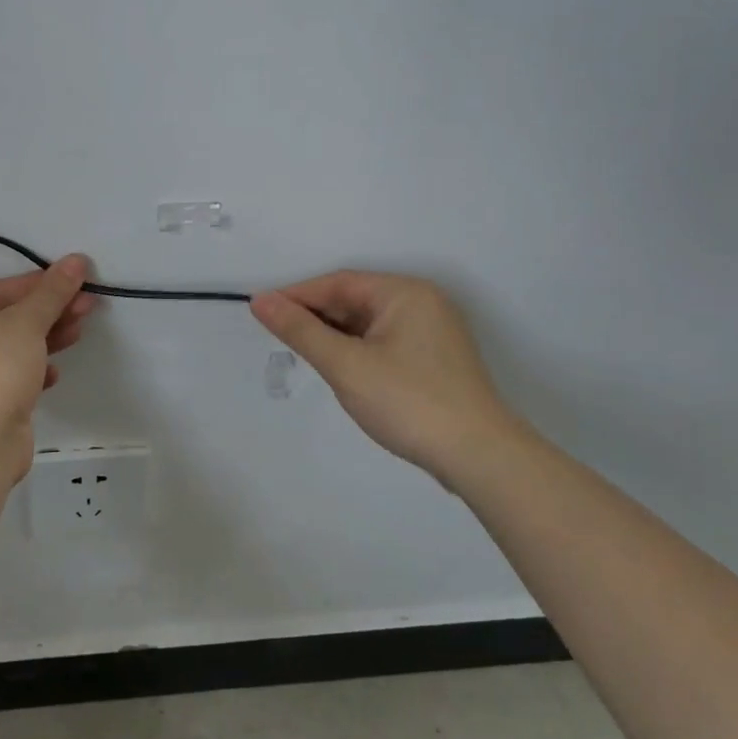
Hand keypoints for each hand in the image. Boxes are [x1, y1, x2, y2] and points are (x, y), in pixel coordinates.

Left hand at [0, 256, 97, 472]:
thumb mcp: (26, 321)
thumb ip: (52, 291)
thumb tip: (77, 260)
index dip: (38, 284)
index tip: (74, 279)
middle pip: (4, 318)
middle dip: (47, 312)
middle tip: (86, 305)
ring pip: (9, 348)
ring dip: (45, 339)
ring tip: (79, 331)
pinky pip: (8, 377)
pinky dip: (32, 371)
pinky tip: (52, 373)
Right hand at [251, 271, 522, 485]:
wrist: (477, 456)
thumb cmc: (408, 402)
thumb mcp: (346, 365)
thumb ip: (301, 331)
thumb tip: (261, 301)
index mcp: (405, 293)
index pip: (338, 283)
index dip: (296, 295)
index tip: (260, 311)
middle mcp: (422, 303)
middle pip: (354, 299)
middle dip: (314, 315)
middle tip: (276, 335)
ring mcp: (431, 333)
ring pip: (367, 323)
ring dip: (333, 334)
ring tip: (301, 352)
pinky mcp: (432, 360)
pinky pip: (382, 341)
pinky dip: (355, 349)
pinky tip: (337, 367)